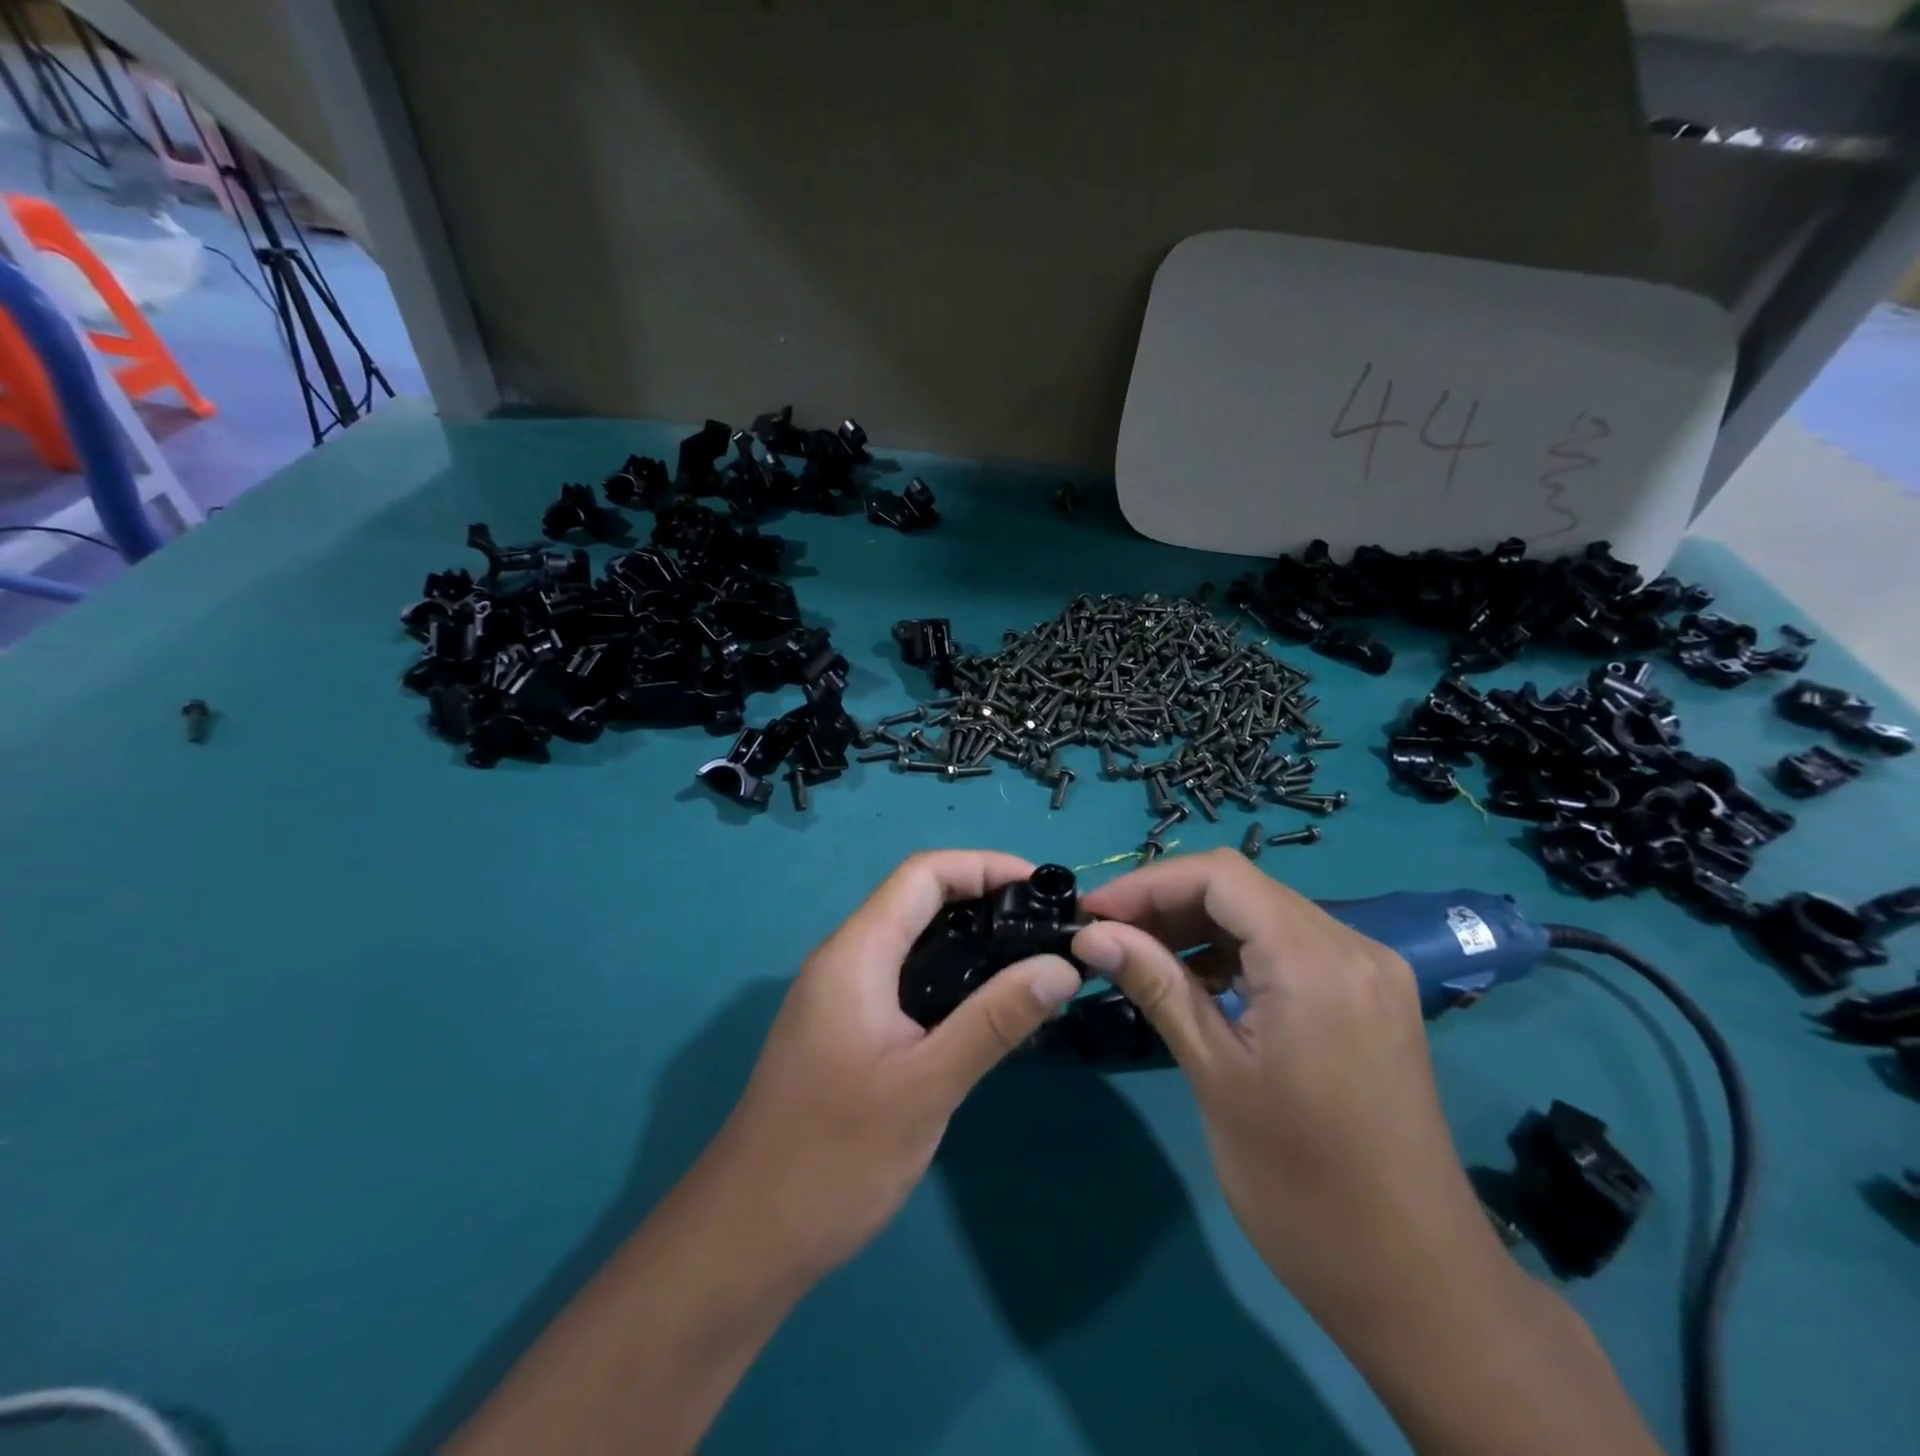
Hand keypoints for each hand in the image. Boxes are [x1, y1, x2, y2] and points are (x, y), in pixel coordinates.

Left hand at [708, 851, 1081, 1277]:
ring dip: (968, 938)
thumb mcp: (926, 1085)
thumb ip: (995, 1020)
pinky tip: (985, 1008)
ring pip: (911, 940)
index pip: (923, 874)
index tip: (1043, 886)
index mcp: (856, 953)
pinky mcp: (845, 1029)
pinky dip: (949, 975)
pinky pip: (903, 978)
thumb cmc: (834, 1155)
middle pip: (918, 900)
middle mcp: (844, 959)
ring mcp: (840, 996)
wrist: (748, 1236)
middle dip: (983, 898)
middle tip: (1047, 926)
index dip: (984, 865)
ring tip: (1029, 960)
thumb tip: (1062, 967)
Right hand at [1070, 850, 1503, 1303]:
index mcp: (1317, 961)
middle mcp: (1352, 947)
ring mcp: (1369, 972)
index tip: (1092, 913)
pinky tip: (1198, 980)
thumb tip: (1091, 936)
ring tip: (1140, 956)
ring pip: (1265, 914)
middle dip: (1167, 902)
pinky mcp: (1370, 998)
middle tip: (1106, 936)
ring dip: (1199, 925)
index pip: (1220, 877)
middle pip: (1243, 889)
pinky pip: (1291, 947)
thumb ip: (1157, 987)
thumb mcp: (1216, 1076)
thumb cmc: (1304, 1187)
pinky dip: (1236, 951)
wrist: (1419, 1285)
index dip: (1148, 883)